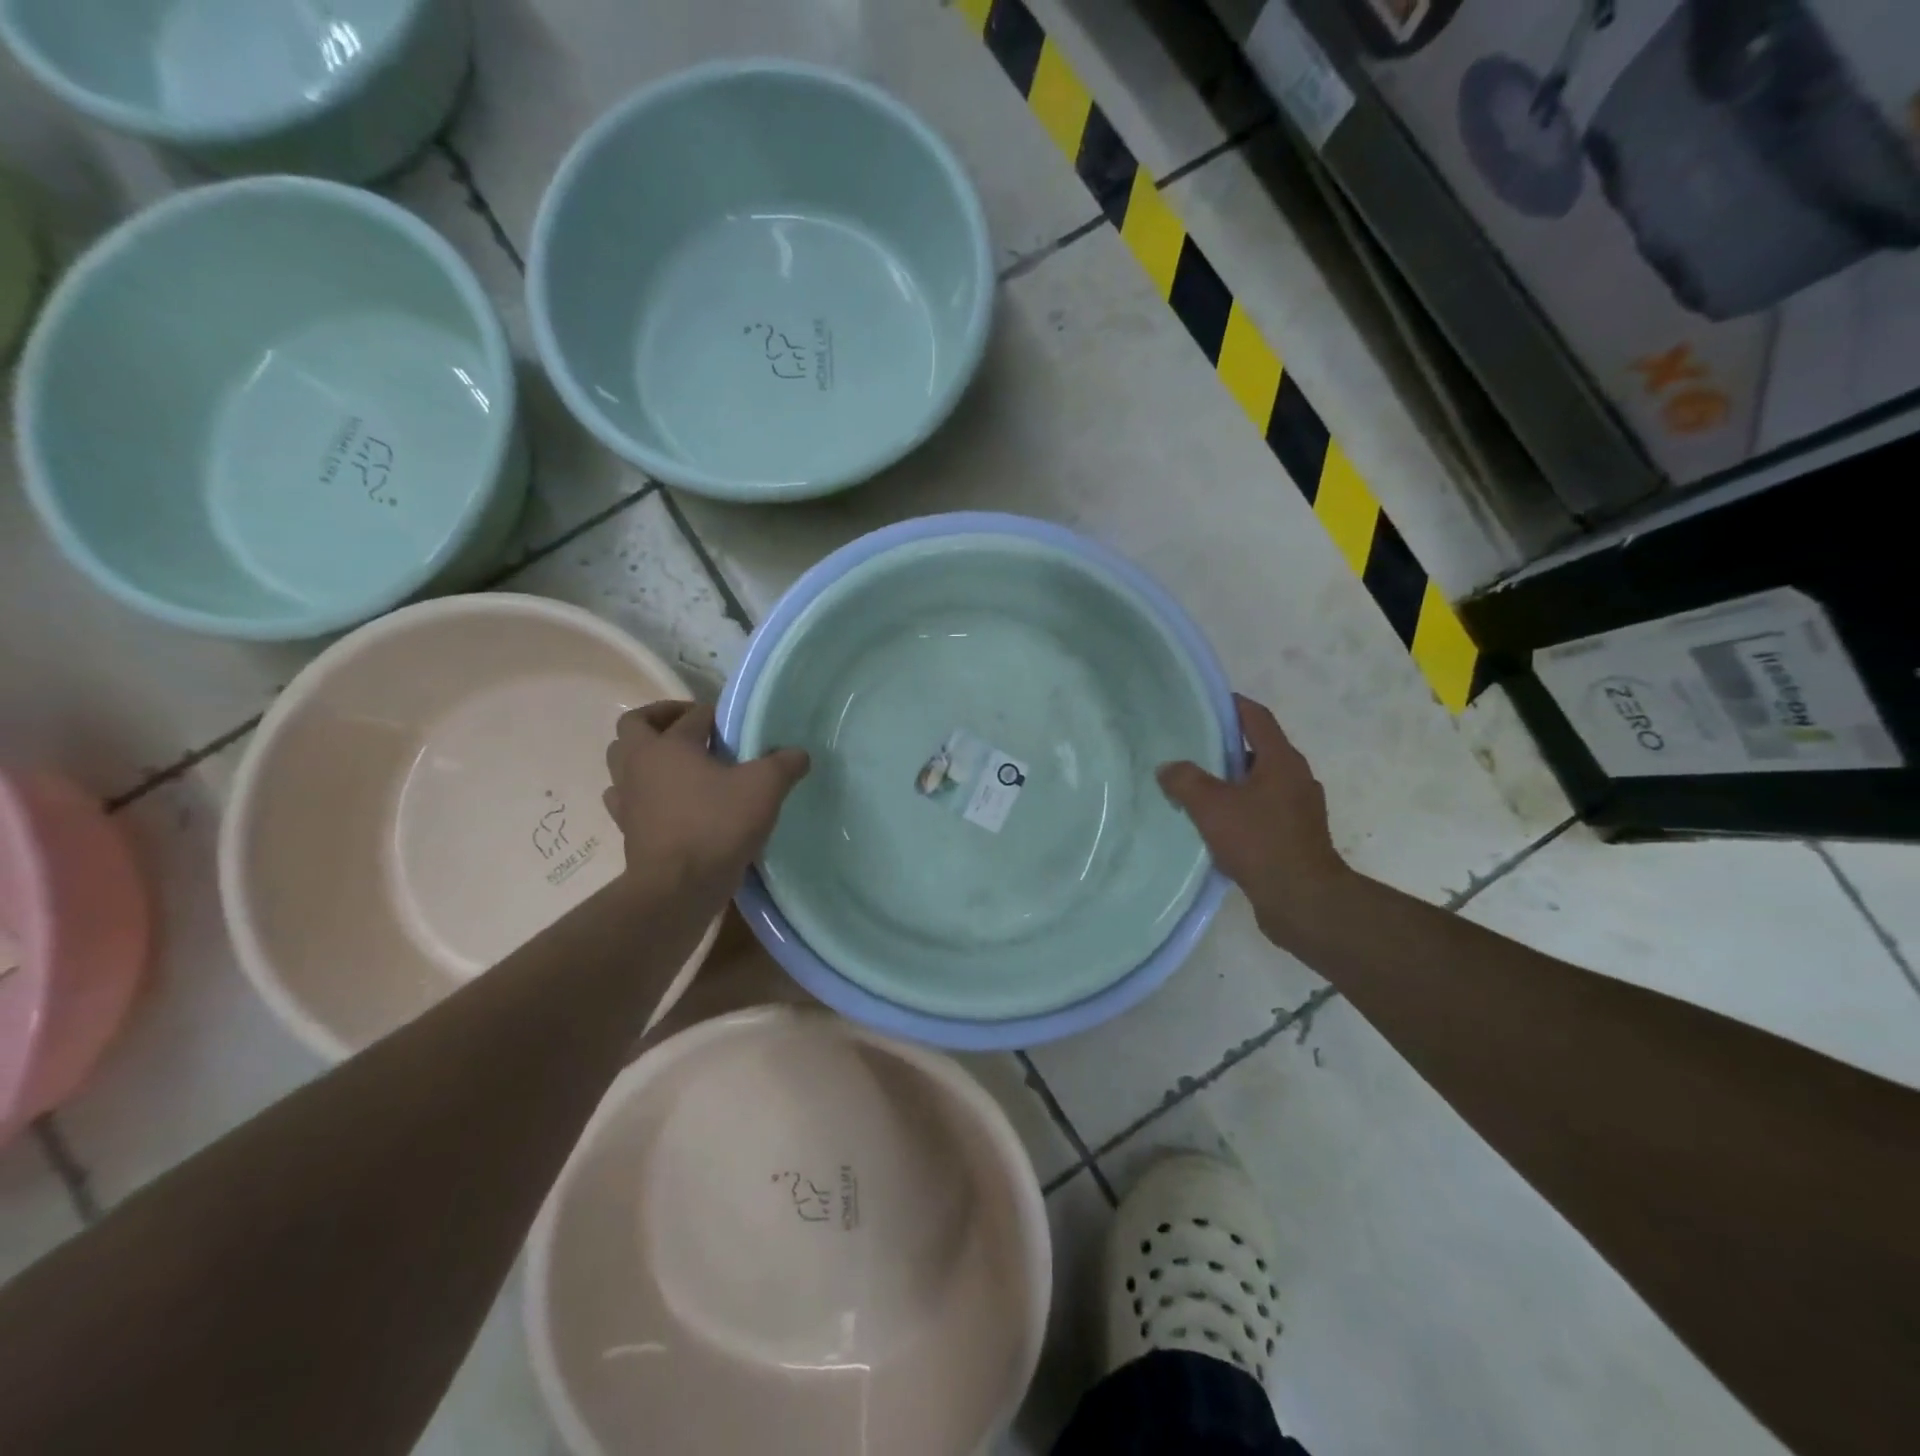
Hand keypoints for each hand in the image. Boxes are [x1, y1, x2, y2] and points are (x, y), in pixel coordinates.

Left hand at [604, 701, 809, 900]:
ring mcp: (627, 798)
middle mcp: (639, 764)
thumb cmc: (717, 825)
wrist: (678, 888)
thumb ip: (784, 764)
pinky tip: (667, 802)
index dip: (717, 716)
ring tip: (678, 765)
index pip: (692, 716)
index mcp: (667, 745)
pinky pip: (627, 799)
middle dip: (660, 720)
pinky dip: (642, 793)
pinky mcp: (627, 829)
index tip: (738, 727)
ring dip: (644, 756)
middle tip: (692, 729)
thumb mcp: (764, 788)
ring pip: (622, 762)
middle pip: (634, 727)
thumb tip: (799, 754)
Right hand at [1157, 694, 1352, 947]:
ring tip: (1197, 789)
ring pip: (1260, 783)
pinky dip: (1241, 808)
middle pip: (1258, 750)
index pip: (1256, 717)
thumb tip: (1168, 768)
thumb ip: (1184, 780)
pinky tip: (1216, 825)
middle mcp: (1296, 778)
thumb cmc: (1259, 842)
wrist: (1303, 900)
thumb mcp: (1211, 806)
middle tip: (1190, 749)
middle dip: (1225, 748)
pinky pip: (1264, 810)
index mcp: (1282, 761)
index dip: (1232, 705)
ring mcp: (1300, 809)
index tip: (1205, 703)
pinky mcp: (1297, 836)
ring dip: (1232, 782)